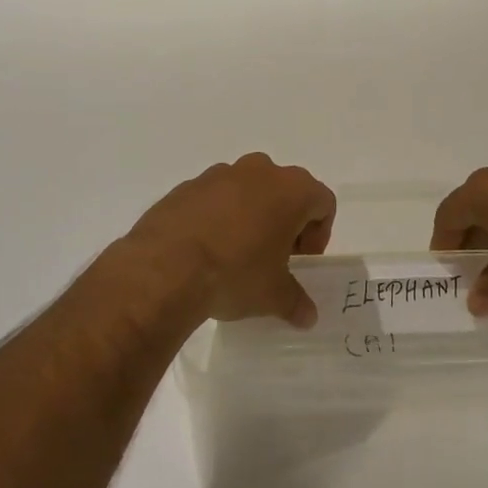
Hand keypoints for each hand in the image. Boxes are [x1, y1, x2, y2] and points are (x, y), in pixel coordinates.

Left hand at [123, 154, 335, 326]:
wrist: (165, 267)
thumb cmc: (236, 273)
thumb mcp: (274, 296)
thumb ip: (296, 302)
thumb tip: (307, 316)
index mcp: (291, 189)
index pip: (322, 202)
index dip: (318, 234)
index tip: (301, 261)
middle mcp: (258, 171)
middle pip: (285, 191)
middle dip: (284, 222)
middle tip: (274, 257)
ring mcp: (218, 174)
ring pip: (247, 190)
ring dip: (250, 216)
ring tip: (237, 255)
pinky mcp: (186, 186)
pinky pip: (213, 198)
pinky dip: (217, 218)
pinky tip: (205, 250)